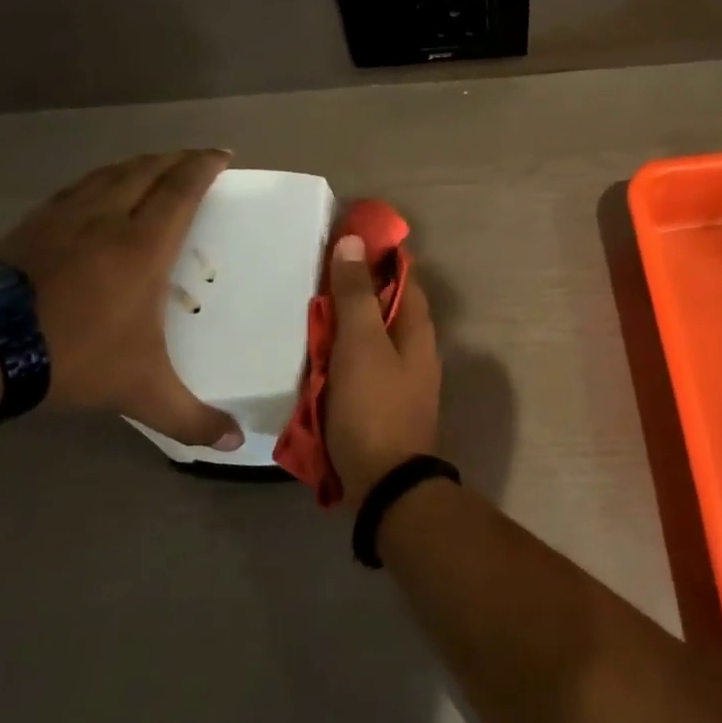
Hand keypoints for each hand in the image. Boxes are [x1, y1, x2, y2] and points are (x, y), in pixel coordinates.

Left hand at [0, 151, 241, 448]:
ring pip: (106, 174)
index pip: (181, 190)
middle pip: (145, 171)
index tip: (221, 154)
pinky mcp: (25, 228)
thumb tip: (237, 444)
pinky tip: (91, 194)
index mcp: (142, 245)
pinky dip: (95, 182)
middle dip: (174, 159)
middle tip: (194, 158)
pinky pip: (72, 190)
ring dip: (135, 164)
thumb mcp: (141, 392)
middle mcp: (105, 219)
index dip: (203, 166)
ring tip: (151, 166)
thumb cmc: (73, 357)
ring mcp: (60, 219)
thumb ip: (191, 418)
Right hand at [325, 235, 440, 504]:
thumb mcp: (361, 344)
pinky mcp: (381, 402)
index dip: (376, 253)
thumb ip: (356, 294)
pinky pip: (359, 366)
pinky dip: (339, 355)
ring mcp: (400, 377)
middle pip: (384, 306)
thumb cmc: (374, 406)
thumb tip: (354, 241)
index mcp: (417, 328)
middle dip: (352, 290)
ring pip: (369, 337)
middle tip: (311, 277)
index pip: (402, 274)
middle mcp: (415, 348)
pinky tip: (312, 356)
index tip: (341, 238)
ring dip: (342, 324)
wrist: (384, 483)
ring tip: (304, 312)